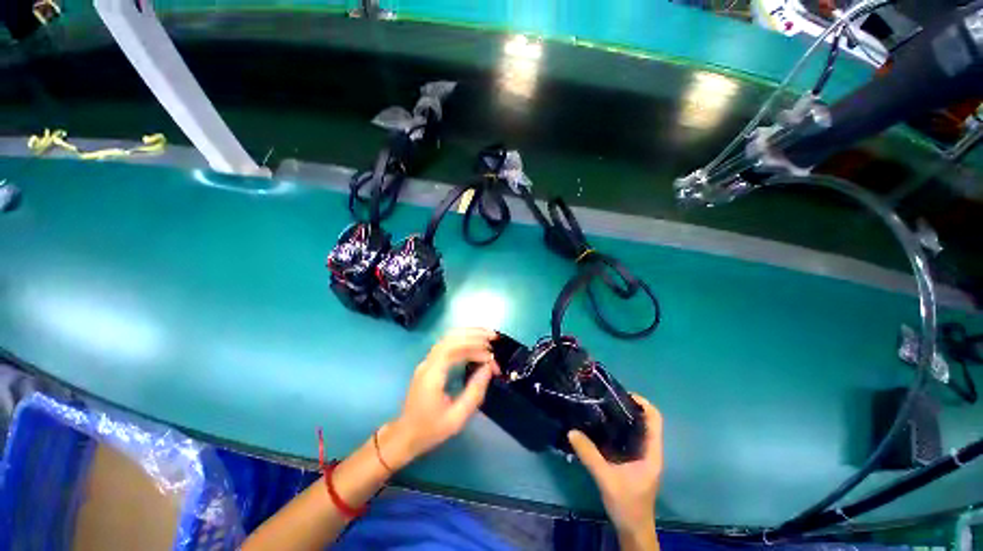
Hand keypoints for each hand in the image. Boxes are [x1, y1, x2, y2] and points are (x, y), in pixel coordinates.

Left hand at [380, 328, 499, 468]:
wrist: (405, 436)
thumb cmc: (430, 429)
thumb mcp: (456, 418)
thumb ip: (474, 392)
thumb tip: (489, 368)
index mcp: (432, 375)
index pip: (454, 349)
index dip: (475, 347)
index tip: (491, 357)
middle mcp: (428, 363)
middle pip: (450, 338)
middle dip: (474, 334)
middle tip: (494, 336)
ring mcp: (427, 362)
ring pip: (448, 338)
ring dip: (469, 334)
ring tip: (487, 335)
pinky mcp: (430, 364)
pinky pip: (447, 344)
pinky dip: (463, 340)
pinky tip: (475, 343)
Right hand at [568, 394, 662, 537]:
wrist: (633, 530)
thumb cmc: (627, 505)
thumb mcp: (606, 478)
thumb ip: (589, 455)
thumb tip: (571, 431)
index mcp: (651, 453)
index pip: (655, 419)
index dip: (643, 403)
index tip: (622, 394)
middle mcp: (649, 451)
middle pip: (646, 421)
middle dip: (629, 406)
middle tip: (607, 398)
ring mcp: (642, 457)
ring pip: (637, 429)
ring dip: (623, 417)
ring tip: (602, 407)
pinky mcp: (633, 461)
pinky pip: (628, 438)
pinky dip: (618, 428)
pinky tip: (601, 427)